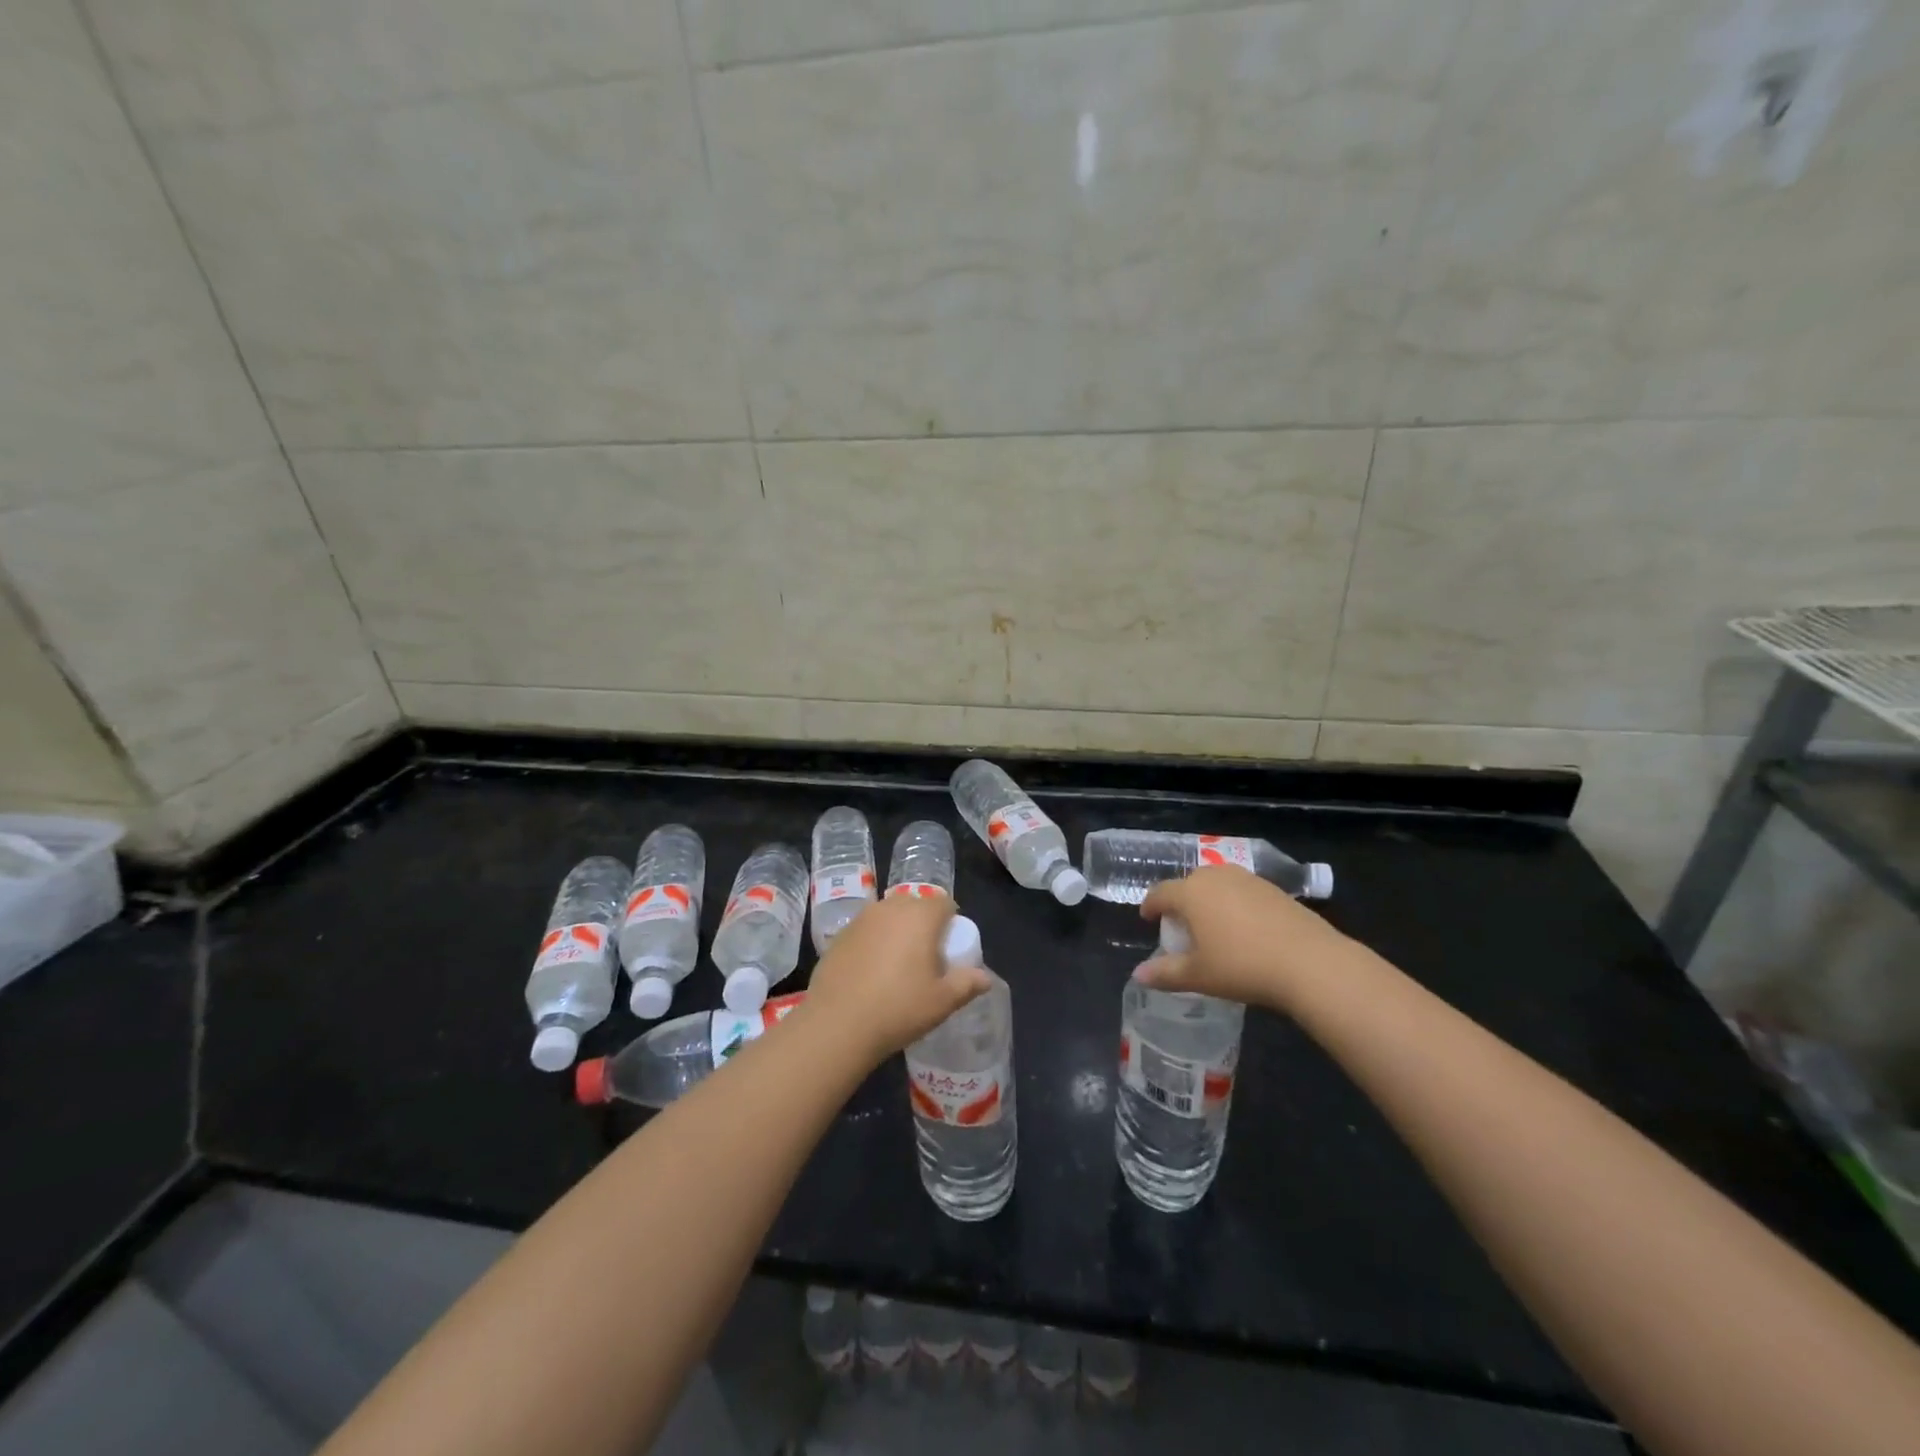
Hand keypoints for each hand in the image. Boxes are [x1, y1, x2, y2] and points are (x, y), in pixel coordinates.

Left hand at [800, 895, 992, 1068]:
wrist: (837, 1024)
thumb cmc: (898, 1008)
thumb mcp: (942, 1002)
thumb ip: (967, 984)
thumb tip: (985, 977)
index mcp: (920, 916)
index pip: (944, 903)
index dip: (951, 922)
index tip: (950, 949)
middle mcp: (891, 908)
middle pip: (915, 906)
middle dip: (924, 925)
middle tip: (926, 959)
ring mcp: (861, 919)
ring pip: (889, 916)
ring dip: (897, 931)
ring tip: (897, 966)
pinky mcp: (839, 935)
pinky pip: (866, 930)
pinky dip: (874, 942)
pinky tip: (870, 973)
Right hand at [1139, 866, 1349, 1010]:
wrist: (1310, 963)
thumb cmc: (1242, 967)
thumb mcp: (1199, 976)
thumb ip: (1165, 973)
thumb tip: (1138, 975)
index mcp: (1191, 893)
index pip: (1160, 892)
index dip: (1150, 906)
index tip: (1148, 918)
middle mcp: (1216, 877)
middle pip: (1189, 883)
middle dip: (1181, 901)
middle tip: (1182, 926)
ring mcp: (1248, 880)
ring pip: (1218, 884)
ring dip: (1209, 900)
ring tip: (1213, 926)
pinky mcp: (1275, 889)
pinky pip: (1243, 891)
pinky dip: (1235, 904)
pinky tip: (1245, 929)